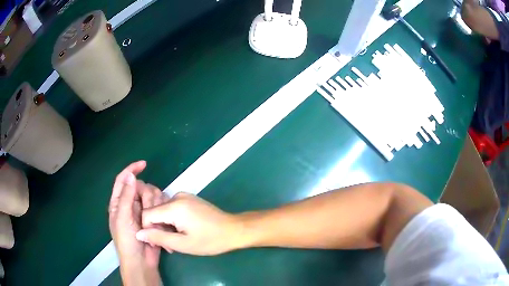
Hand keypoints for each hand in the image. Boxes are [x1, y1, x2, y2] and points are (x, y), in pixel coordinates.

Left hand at [109, 161, 162, 285]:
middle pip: (141, 187)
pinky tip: (160, 223)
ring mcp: (142, 212)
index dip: (132, 169)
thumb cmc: (127, 241)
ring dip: (154, 206)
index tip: (144, 164)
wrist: (141, 261)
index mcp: (118, 202)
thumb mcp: (123, 218)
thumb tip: (131, 176)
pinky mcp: (153, 218)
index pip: (123, 179)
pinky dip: (161, 212)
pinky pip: (160, 207)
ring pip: (152, 196)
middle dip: (146, 196)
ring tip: (153, 222)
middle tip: (148, 211)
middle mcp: (130, 204)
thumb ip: (126, 196)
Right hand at [135, 192, 243, 255]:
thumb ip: (158, 237)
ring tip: (177, 240)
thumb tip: (138, 234)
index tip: (157, 243)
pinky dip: (172, 220)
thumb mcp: (183, 244)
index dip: (147, 230)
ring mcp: (183, 195)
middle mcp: (176, 196)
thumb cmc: (210, 240)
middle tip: (169, 246)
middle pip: (154, 211)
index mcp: (174, 206)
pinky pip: (172, 208)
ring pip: (162, 210)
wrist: (234, 229)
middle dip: (157, 229)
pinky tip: (181, 231)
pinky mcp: (189, 198)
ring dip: (165, 226)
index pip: (146, 214)